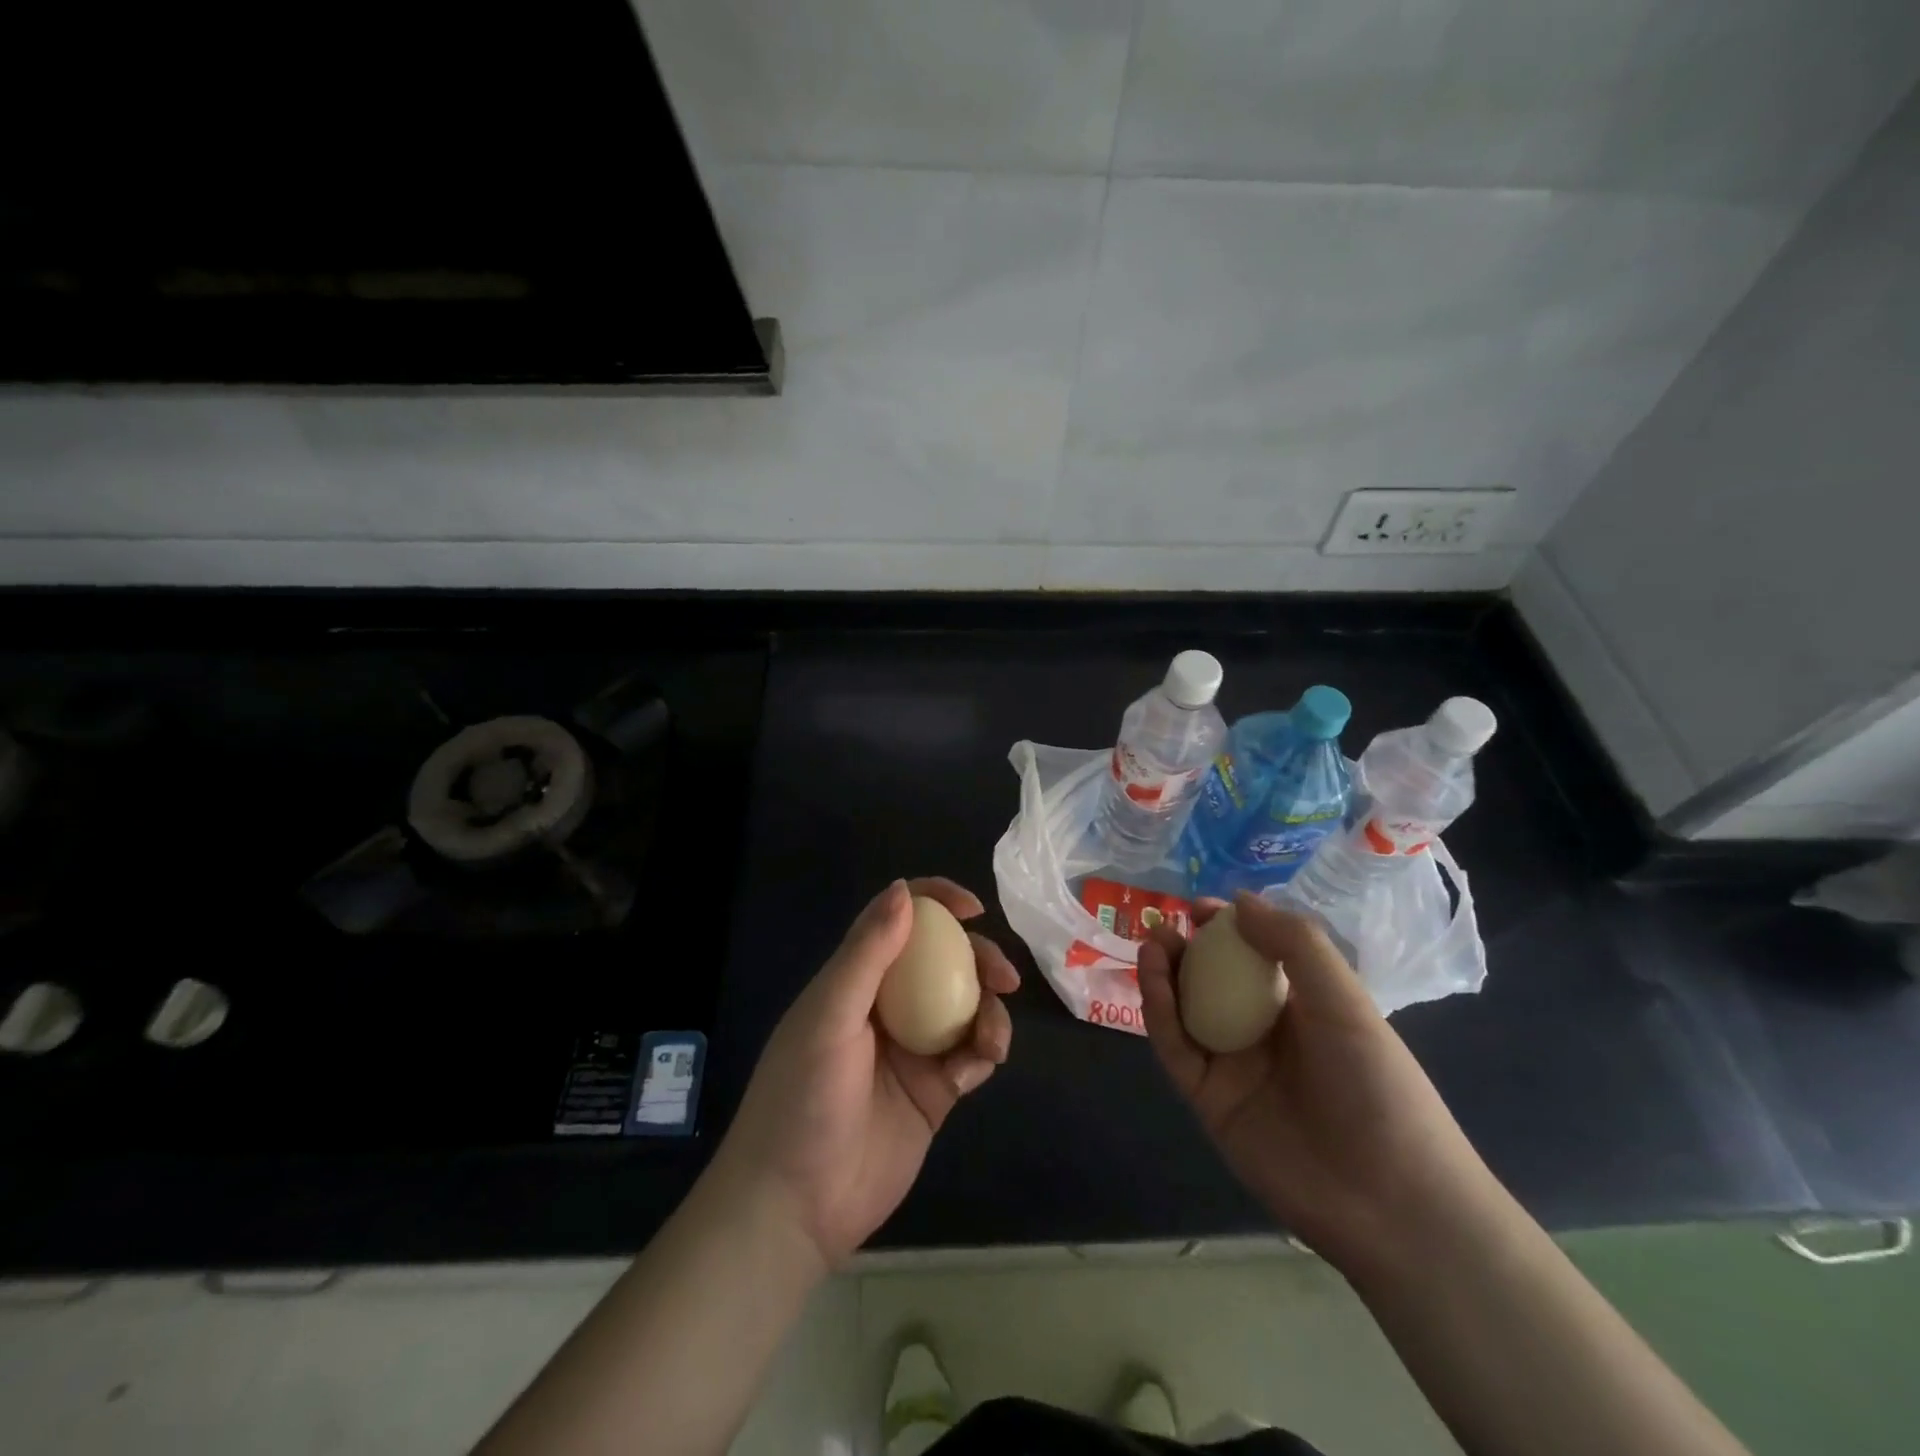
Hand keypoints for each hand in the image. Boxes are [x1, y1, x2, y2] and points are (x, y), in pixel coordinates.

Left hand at [709, 877, 1018, 1271]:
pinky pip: (970, 1056)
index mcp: (856, 979)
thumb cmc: (802, 1098)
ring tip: (990, 1040)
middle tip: (1003, 977)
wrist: (796, 1204)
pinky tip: (971, 1072)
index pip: (898, 922)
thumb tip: (905, 889)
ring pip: (967, 1007)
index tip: (973, 908)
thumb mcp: (829, 1016)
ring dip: (989, 1012)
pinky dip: (981, 1054)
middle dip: (980, 959)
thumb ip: (867, 953)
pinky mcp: (934, 1091)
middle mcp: (888, 1006)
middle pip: (945, 962)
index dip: (936, 902)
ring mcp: (913, 1049)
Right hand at [1138, 891, 1497, 1272]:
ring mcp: (1233, 1066)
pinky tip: (1153, 980)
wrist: (1388, 1199)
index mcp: (1301, 1005)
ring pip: (1186, 1010)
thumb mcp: (1344, 1000)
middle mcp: (1263, 1030)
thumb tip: (1239, 900)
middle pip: (1212, 979)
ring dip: (1165, 974)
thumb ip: (1294, 943)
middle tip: (1163, 924)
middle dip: (1186, 948)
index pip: (1254, 954)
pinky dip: (1159, 1012)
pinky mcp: (1208, 1100)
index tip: (1199, 907)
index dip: (1226, 927)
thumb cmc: (1377, 1085)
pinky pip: (1176, 1048)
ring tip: (1153, 943)